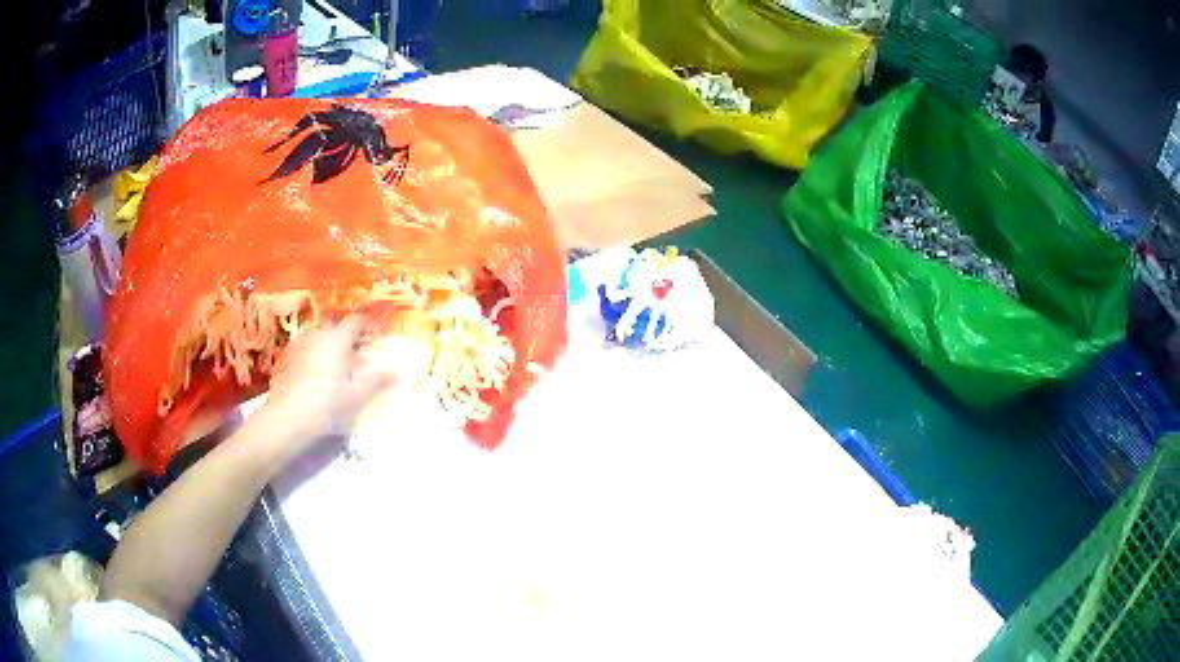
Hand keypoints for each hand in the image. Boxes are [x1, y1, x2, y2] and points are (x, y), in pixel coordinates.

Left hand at [259, 315, 395, 458]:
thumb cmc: (327, 405)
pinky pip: (306, 352)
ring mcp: (298, 347)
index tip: (378, 336)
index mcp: (336, 339)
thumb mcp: (357, 397)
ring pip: (319, 340)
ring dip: (330, 348)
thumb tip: (395, 371)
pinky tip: (318, 378)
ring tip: (339, 367)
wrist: (286, 420)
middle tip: (360, 355)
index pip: (355, 321)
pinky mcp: (285, 361)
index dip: (369, 326)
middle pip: (336, 329)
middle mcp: (317, 336)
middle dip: (349, 338)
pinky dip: (315, 358)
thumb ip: (376, 381)